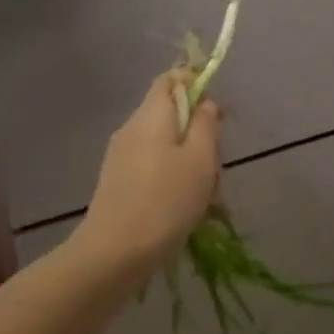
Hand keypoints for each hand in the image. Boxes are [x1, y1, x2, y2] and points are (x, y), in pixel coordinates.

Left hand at [79, 74, 221, 269]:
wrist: (115, 253)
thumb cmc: (166, 201)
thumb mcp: (200, 159)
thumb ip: (206, 124)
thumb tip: (205, 103)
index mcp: (151, 116)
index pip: (170, 79)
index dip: (196, 84)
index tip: (218, 113)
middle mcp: (131, 129)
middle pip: (170, 113)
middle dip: (198, 132)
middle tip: (215, 163)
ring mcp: (121, 156)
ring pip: (164, 143)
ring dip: (189, 159)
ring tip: (204, 193)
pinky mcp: (118, 182)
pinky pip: (152, 165)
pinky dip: (172, 177)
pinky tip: (184, 207)